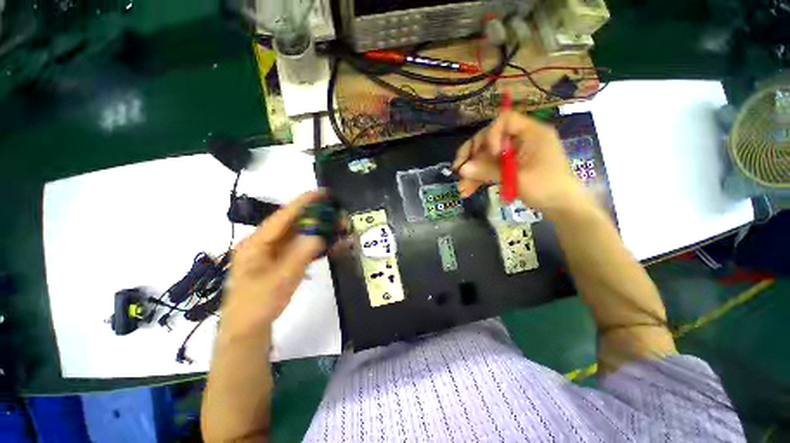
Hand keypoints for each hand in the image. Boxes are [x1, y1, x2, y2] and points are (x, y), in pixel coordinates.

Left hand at [221, 192, 326, 338]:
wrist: (248, 328)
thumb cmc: (258, 304)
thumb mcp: (281, 279)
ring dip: (316, 228)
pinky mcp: (280, 260)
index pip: (282, 216)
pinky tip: (326, 242)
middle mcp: (263, 243)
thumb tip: (319, 234)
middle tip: (336, 212)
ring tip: (335, 224)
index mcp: (256, 243)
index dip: (303, 202)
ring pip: (297, 234)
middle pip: (292, 223)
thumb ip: (300, 254)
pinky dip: (313, 242)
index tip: (322, 193)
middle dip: (315, 215)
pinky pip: (298, 246)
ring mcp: (272, 252)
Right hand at [452, 112, 584, 213]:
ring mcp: (514, 154)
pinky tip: (468, 190)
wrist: (562, 207)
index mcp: (530, 133)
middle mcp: (521, 140)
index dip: (490, 134)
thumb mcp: (516, 178)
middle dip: (472, 156)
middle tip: (457, 170)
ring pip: (487, 157)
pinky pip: (491, 168)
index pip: (504, 120)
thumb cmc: (546, 188)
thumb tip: (461, 169)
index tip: (487, 154)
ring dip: (472, 172)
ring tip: (461, 189)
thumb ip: (488, 170)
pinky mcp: (510, 167)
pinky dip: (480, 178)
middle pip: (490, 139)